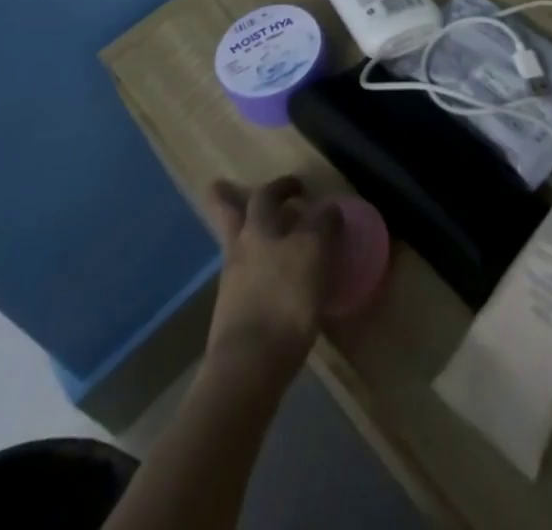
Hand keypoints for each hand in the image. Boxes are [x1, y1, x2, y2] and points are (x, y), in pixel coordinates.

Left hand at [202, 176, 339, 381]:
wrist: (249, 365)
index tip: (299, 187)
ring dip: (245, 238)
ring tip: (264, 241)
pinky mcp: (231, 316)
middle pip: (226, 215)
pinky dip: (254, 275)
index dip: (282, 185)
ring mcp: (231, 283)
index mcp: (258, 228)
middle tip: (224, 187)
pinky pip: (243, 282)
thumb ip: (323, 226)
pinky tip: (271, 285)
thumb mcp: (315, 253)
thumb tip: (328, 209)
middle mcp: (239, 249)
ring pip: (235, 248)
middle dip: (226, 199)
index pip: (265, 194)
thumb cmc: (285, 298)